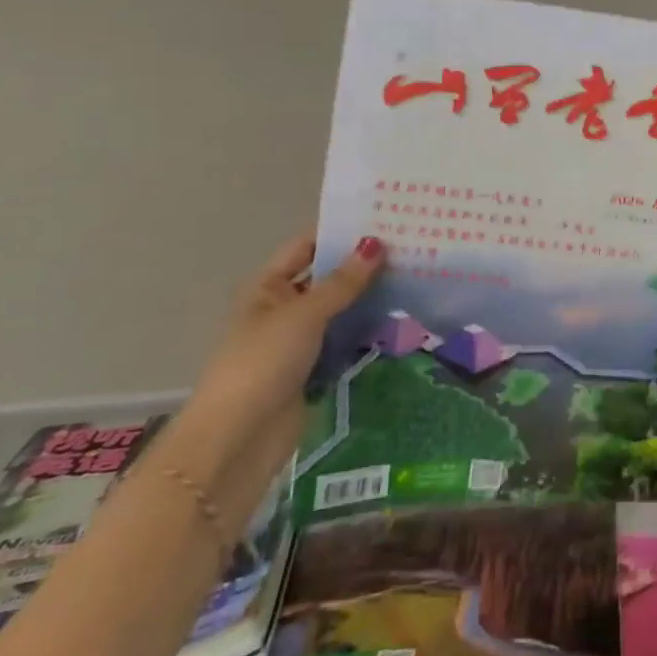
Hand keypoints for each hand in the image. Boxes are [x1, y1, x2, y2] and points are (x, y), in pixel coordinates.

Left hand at [162, 233, 384, 524]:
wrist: (239, 437)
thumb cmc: (264, 363)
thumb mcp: (305, 314)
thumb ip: (343, 281)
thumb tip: (376, 243)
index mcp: (268, 287)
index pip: (307, 246)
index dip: (340, 231)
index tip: (383, 218)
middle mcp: (283, 308)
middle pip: (327, 277)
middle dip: (363, 265)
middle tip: (412, 247)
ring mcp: (299, 340)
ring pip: (341, 309)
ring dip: (370, 298)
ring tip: (417, 277)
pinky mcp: (315, 368)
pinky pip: (346, 340)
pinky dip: (369, 331)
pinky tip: (402, 319)